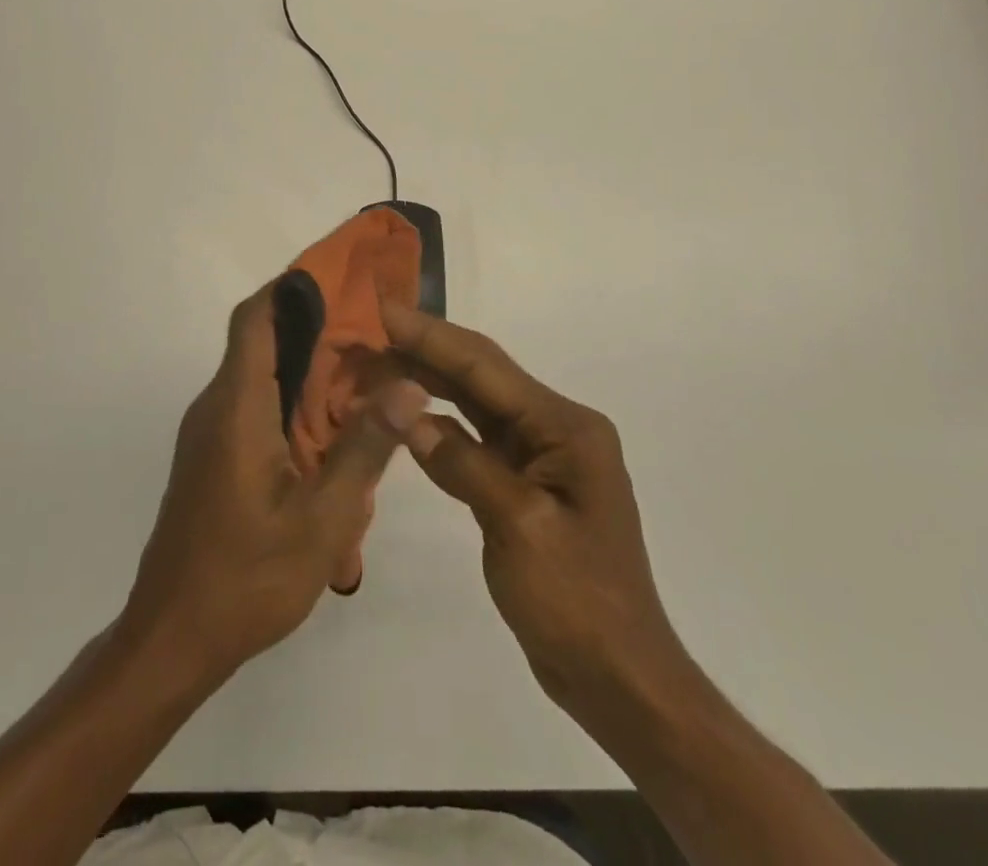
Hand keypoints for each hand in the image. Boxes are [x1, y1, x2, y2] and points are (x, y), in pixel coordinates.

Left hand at [121, 282, 427, 688]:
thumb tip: (408, 384)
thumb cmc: (247, 578)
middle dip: (315, 327)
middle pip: (262, 341)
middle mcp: (217, 407)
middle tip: (374, 331)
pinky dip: (293, 402)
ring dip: (308, 369)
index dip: (292, 288)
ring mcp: (211, 433)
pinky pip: (255, 407)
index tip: (340, 277)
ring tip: (366, 376)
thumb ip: (364, 447)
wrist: (172, 639)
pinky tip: (332, 431)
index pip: (255, 319)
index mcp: (237, 407)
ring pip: (261, 376)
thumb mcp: (322, 519)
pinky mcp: (214, 457)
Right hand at [381, 299, 686, 710]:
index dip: (430, 335)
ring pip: (473, 404)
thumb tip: (405, 414)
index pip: (484, 366)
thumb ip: (463, 464)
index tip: (382, 309)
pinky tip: (405, 417)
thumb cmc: (579, 602)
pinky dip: (439, 426)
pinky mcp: (522, 482)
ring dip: (427, 383)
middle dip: (423, 350)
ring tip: (376, 362)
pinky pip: (474, 439)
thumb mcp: (519, 527)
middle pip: (479, 376)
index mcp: (565, 427)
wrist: (619, 679)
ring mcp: (539, 455)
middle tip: (368, 331)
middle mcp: (554, 428)